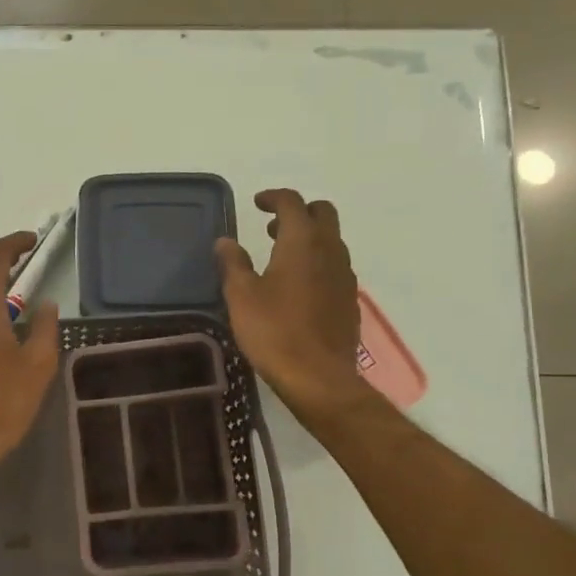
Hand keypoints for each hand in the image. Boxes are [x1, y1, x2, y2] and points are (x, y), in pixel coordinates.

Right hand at [216, 189, 372, 427]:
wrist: (319, 377)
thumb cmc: (274, 331)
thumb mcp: (242, 296)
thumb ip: (233, 263)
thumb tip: (225, 241)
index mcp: (302, 242)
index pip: (292, 203)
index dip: (273, 198)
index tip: (257, 204)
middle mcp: (330, 250)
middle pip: (323, 214)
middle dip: (299, 212)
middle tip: (272, 227)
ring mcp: (345, 276)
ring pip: (332, 240)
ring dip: (309, 238)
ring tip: (281, 256)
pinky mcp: (350, 299)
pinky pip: (335, 266)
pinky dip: (318, 262)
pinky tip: (299, 286)